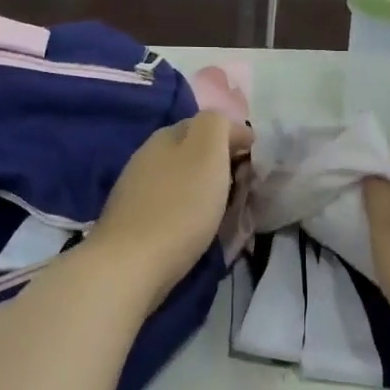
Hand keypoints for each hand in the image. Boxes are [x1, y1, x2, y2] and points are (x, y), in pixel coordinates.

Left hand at [90, 113, 251, 310]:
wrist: (131, 265)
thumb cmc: (180, 207)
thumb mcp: (207, 152)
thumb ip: (217, 125)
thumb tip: (228, 128)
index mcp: (167, 135)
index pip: (210, 124)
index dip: (238, 138)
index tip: (258, 164)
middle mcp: (148, 155)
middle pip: (194, 151)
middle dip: (222, 163)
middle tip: (245, 188)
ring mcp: (137, 188)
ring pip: (182, 177)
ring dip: (206, 187)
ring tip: (225, 209)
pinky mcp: (133, 220)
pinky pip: (171, 202)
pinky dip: (190, 207)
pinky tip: (197, 225)